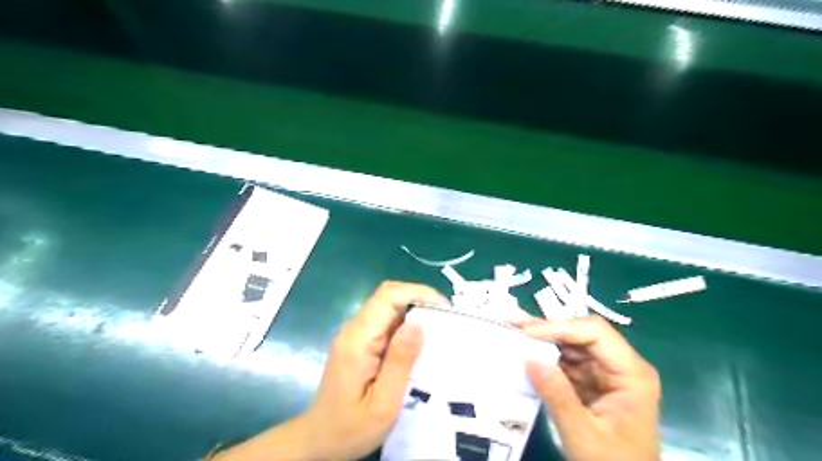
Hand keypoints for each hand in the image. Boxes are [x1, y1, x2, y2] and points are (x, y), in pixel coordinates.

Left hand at [211, 281, 449, 460]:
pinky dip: (407, 326)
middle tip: (448, 322)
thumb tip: (419, 322)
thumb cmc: (350, 428)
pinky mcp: (360, 341)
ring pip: (389, 307)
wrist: (319, 440)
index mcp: (358, 338)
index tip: (444, 309)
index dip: (418, 292)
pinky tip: (421, 344)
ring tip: (440, 332)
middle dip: (421, 301)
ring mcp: (356, 333)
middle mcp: (354, 328)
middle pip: (389, 297)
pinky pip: (386, 322)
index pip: (388, 295)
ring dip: (416, 313)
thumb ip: (400, 361)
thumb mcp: (383, 403)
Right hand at [526, 314, 659, 460]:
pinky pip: (565, 360)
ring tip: (512, 331)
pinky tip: (523, 350)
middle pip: (582, 333)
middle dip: (546, 328)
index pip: (595, 332)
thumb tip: (528, 358)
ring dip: (541, 339)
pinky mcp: (591, 381)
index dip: (560, 327)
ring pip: (570, 343)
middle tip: (512, 323)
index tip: (526, 332)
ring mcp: (605, 372)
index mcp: (631, 374)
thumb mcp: (583, 436)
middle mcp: (620, 365)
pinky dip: (543, 355)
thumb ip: (557, 396)